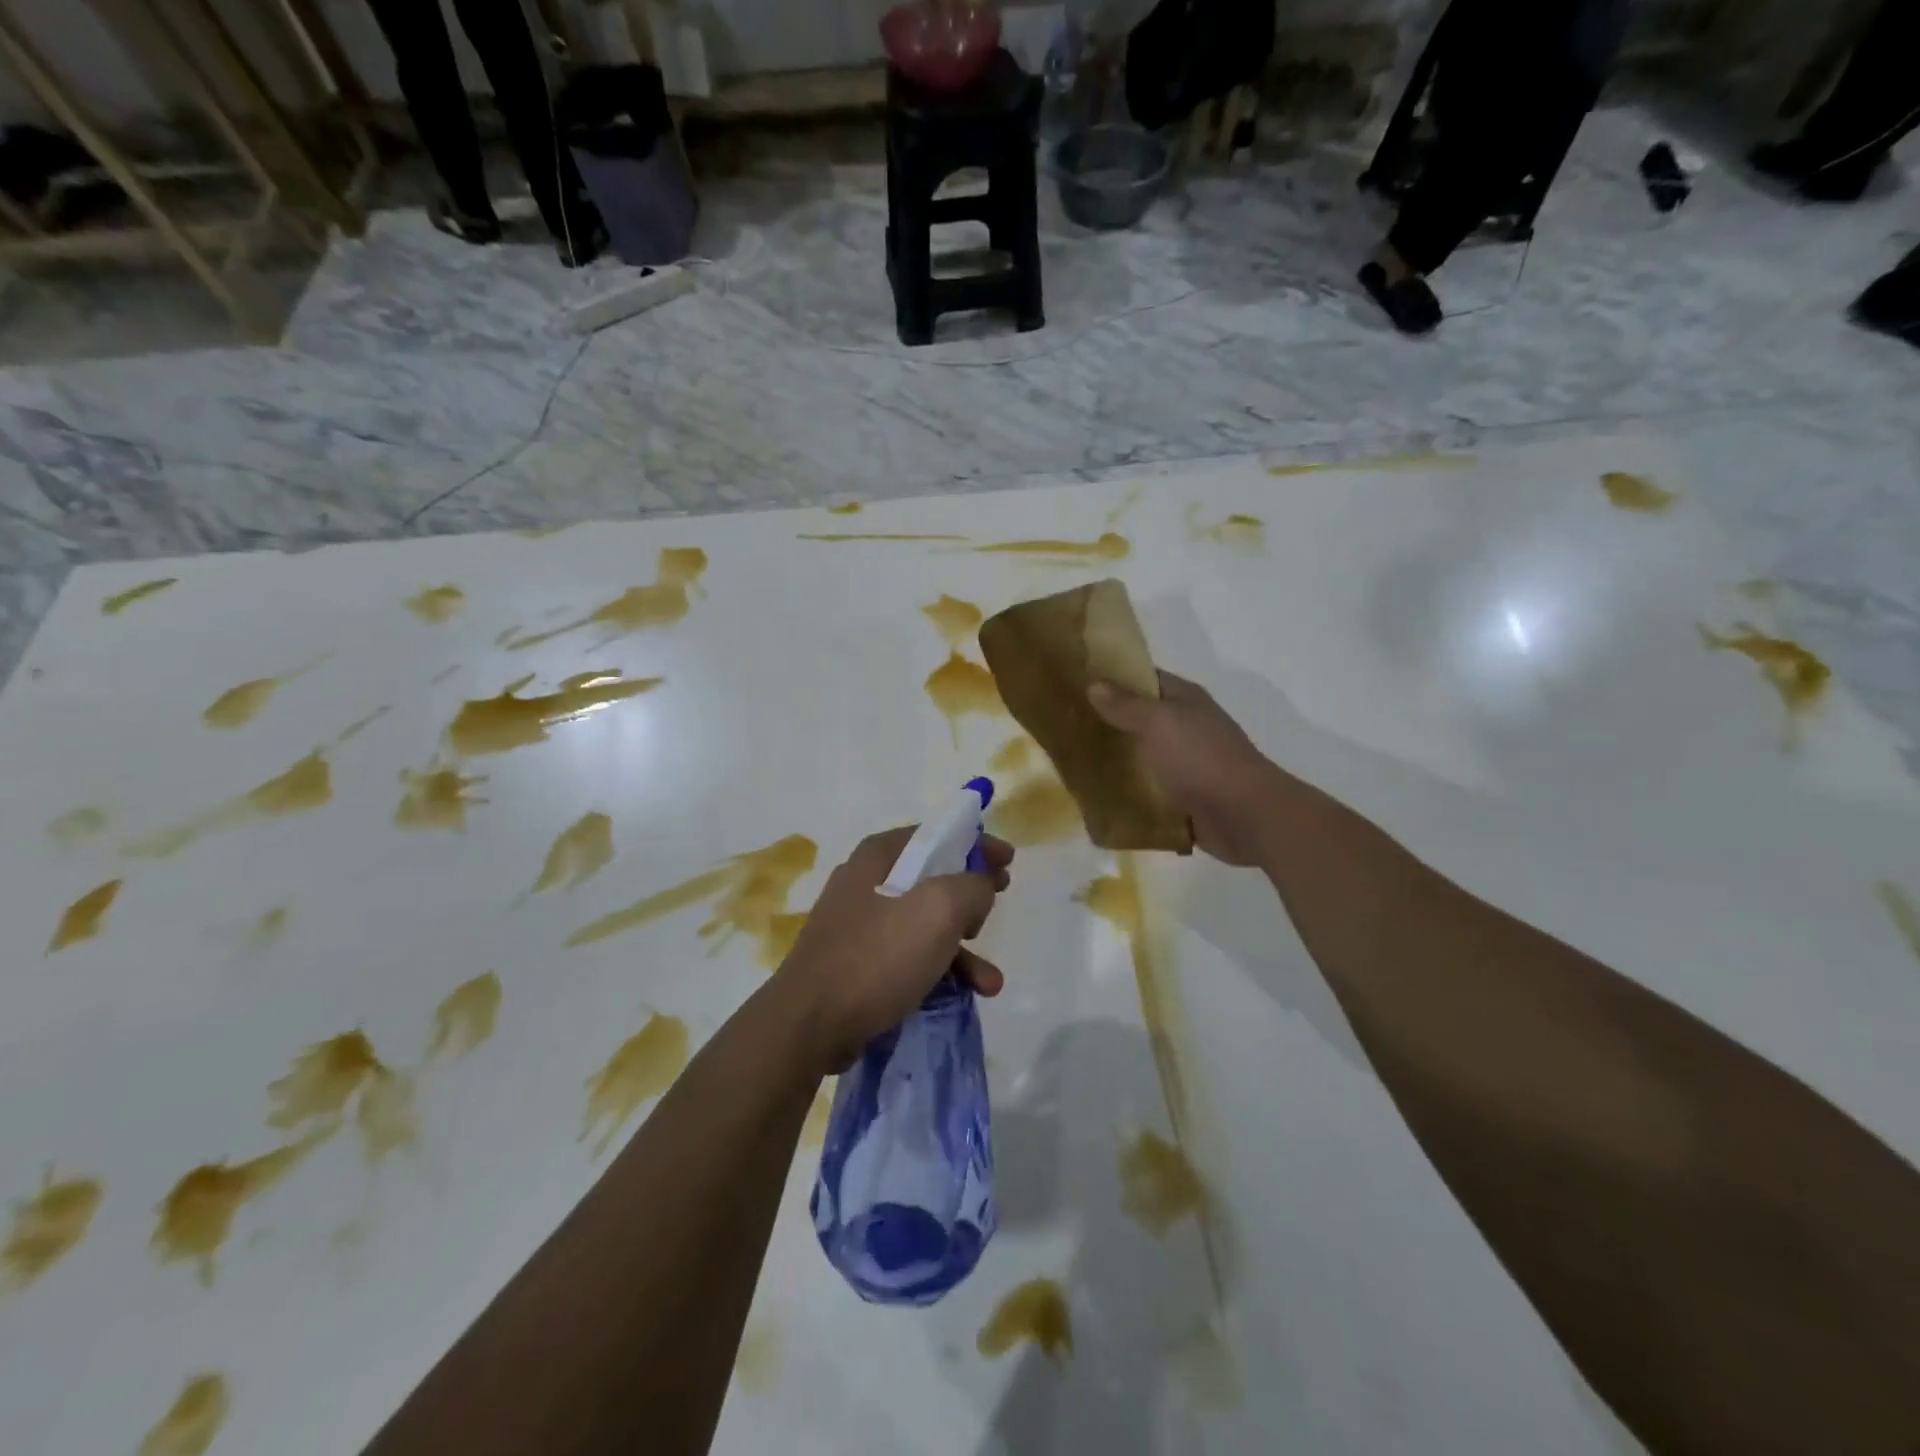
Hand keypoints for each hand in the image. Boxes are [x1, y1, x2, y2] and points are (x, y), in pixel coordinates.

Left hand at [775, 827, 1013, 1072]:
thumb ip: (973, 886)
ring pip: (924, 923)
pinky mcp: (856, 962)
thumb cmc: (877, 956)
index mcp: (880, 855)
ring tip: (990, 981)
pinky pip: (908, 955)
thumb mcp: (939, 909)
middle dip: (971, 896)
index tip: (1008, 860)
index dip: (976, 843)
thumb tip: (980, 886)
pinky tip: (964, 995)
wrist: (810, 1024)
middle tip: (999, 903)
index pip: (937, 834)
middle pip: (932, 878)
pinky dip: (938, 970)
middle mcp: (866, 881)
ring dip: (962, 948)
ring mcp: (858, 924)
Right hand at [1088, 671, 1283, 866]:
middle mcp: (1185, 728)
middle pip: (1138, 719)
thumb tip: (1095, 684)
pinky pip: (1146, 790)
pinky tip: (1094, 797)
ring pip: (1140, 756)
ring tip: (1069, 762)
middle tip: (1062, 725)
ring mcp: (1184, 764)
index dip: (1111, 677)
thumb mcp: (1159, 723)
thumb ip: (1125, 705)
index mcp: (1184, 701)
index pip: (1143, 678)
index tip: (1074, 681)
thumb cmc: (1201, 759)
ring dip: (1113, 760)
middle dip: (1105, 721)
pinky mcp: (1181, 798)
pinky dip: (1125, 793)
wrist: (1244, 816)